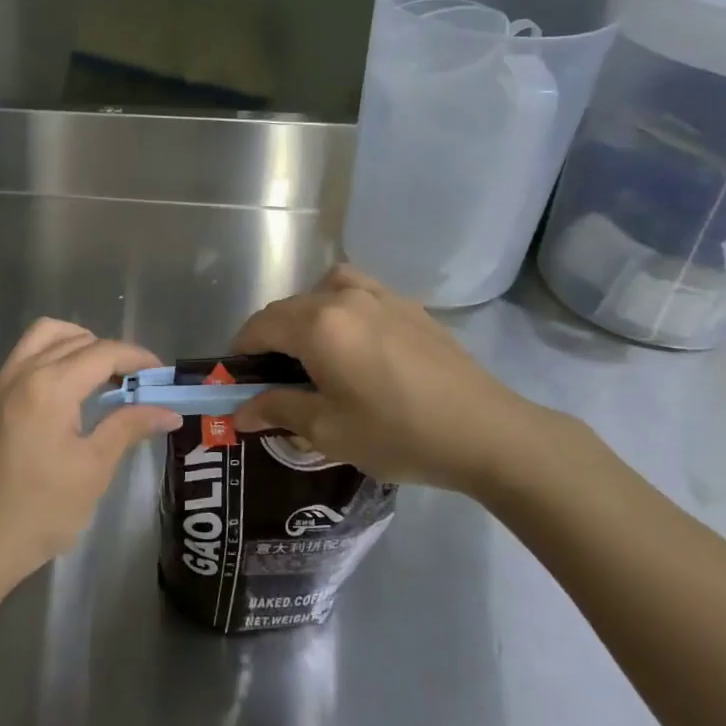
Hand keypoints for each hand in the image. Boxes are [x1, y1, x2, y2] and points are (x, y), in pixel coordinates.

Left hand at [0, 301, 180, 592]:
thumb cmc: (41, 512)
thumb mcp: (93, 470)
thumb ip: (128, 428)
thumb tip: (168, 411)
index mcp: (52, 387)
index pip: (103, 355)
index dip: (136, 359)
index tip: (158, 374)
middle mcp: (20, 374)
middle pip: (73, 343)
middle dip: (108, 354)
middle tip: (131, 384)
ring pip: (32, 339)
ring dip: (66, 338)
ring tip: (90, 359)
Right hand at [230, 265, 568, 495]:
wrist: (487, 432)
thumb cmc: (399, 434)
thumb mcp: (328, 431)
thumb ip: (278, 410)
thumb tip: (239, 410)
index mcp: (317, 325)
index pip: (260, 326)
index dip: (242, 351)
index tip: (239, 380)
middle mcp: (342, 297)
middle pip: (288, 308)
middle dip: (271, 338)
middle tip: (274, 379)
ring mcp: (379, 295)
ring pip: (322, 291)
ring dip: (306, 316)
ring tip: (314, 352)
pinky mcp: (408, 304)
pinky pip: (358, 291)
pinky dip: (340, 305)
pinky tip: (355, 339)